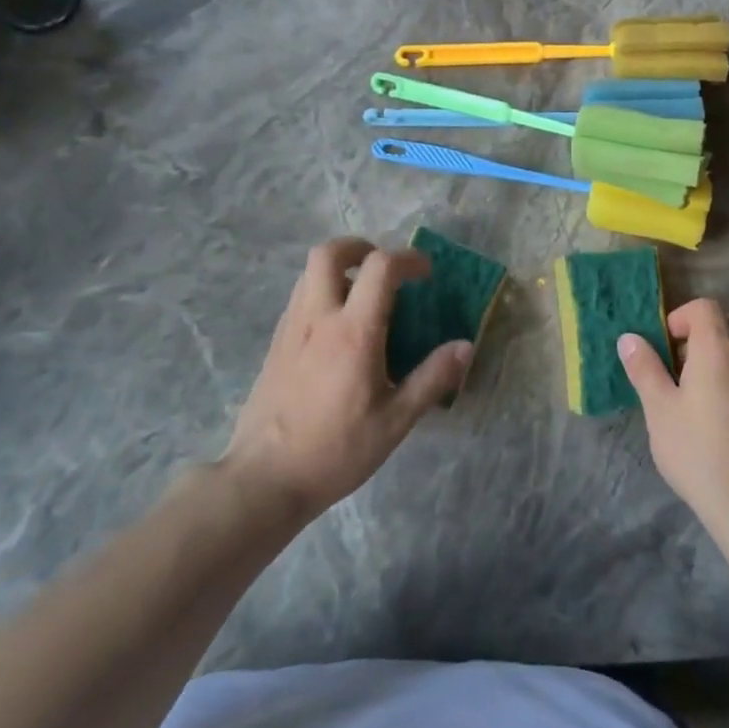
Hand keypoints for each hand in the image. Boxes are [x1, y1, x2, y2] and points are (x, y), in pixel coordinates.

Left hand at [224, 238, 471, 518]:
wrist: (264, 480)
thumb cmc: (336, 450)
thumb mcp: (395, 421)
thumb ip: (432, 378)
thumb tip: (464, 346)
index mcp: (354, 331)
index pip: (381, 267)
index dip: (408, 258)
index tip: (426, 273)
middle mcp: (318, 317)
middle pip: (330, 252)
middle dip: (360, 247)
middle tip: (383, 267)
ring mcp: (291, 328)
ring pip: (309, 272)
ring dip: (340, 269)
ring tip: (362, 295)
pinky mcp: (275, 344)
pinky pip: (299, 298)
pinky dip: (321, 292)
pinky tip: (336, 328)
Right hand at [618, 299, 728, 543]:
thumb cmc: (698, 451)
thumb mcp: (659, 409)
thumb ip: (644, 369)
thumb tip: (629, 338)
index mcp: (717, 349)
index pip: (705, 307)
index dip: (681, 317)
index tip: (664, 345)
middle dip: (702, 331)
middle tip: (678, 362)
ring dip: (719, 354)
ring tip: (694, 388)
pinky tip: (714, 412)